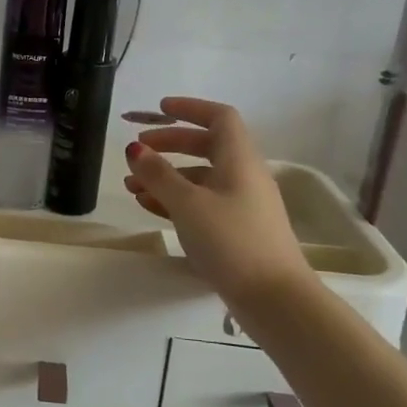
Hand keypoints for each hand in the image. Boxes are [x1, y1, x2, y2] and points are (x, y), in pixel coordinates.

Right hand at [122, 97, 317, 304]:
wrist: (274, 298)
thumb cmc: (232, 240)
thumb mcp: (188, 204)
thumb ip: (158, 174)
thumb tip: (135, 148)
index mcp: (239, 159)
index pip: (219, 117)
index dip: (190, 108)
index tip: (160, 109)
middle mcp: (243, 176)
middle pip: (206, 146)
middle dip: (170, 144)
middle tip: (138, 150)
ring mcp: (241, 204)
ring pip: (200, 178)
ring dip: (166, 177)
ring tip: (132, 186)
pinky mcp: (236, 230)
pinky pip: (201, 203)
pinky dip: (175, 200)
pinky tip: (148, 207)